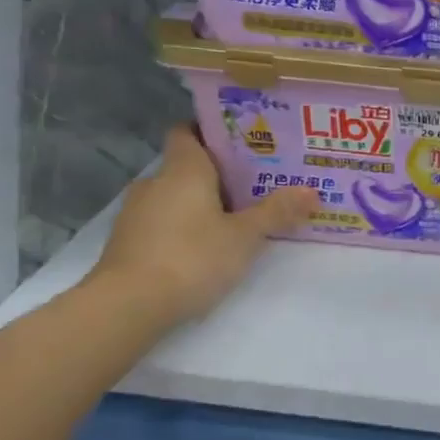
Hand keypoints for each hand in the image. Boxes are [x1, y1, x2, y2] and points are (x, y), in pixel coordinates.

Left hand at [87, 128, 316, 327]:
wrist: (127, 307)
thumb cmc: (191, 257)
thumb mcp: (244, 236)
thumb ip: (277, 212)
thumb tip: (312, 191)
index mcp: (183, 169)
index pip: (188, 132)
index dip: (212, 132)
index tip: (243, 142)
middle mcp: (155, 182)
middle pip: (187, 166)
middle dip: (218, 173)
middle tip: (256, 183)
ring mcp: (136, 213)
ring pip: (175, 196)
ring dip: (200, 203)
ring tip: (236, 216)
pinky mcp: (128, 243)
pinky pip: (162, 222)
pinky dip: (183, 227)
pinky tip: (206, 246)